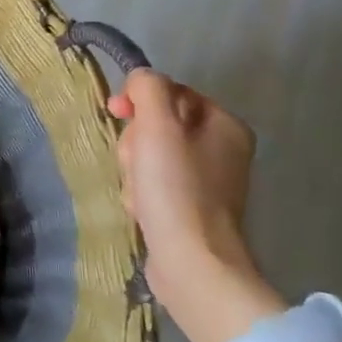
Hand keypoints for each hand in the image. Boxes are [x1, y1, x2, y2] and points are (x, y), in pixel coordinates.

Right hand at [109, 69, 280, 341]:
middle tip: (136, 165)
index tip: (117, 113)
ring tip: (139, 194)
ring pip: (149, 156)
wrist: (191, 262)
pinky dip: (141, 194)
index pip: (169, 92)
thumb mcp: (157, 126)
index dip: (139, 101)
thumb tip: (140, 79)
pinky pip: (153, 185)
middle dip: (135, 143)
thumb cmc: (175, 188)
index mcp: (224, 124)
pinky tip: (142, 210)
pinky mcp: (190, 210)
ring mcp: (208, 182)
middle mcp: (223, 149)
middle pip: (157, 125)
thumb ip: (148, 89)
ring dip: (133, 171)